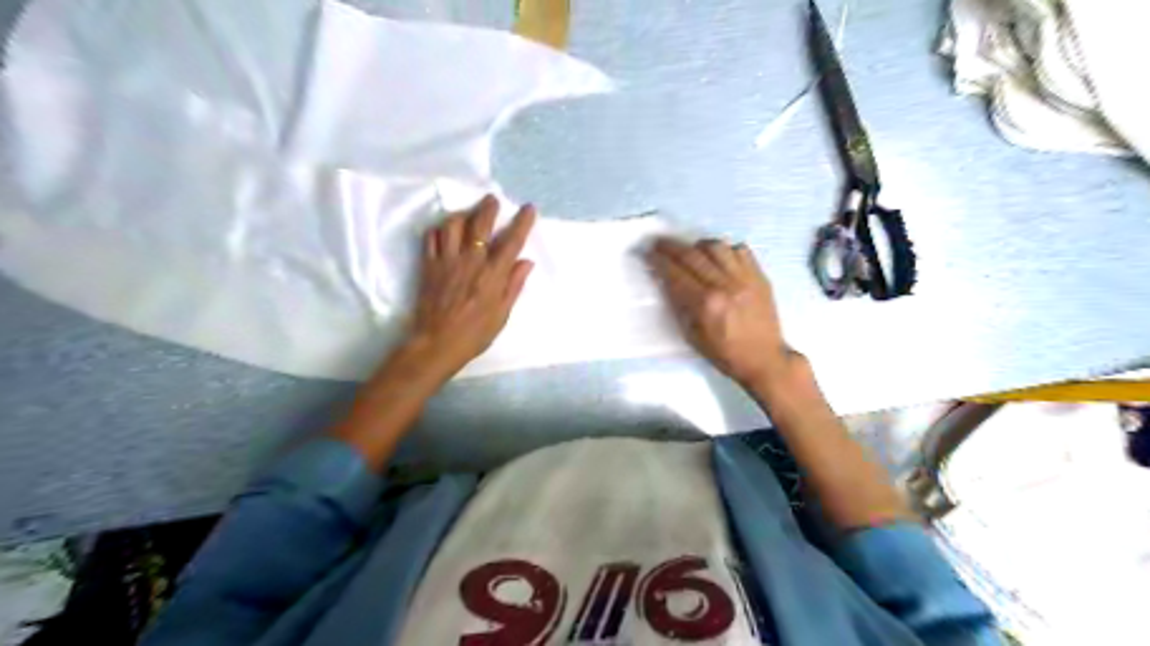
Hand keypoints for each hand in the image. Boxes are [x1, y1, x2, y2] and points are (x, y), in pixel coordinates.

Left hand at [406, 194, 537, 380]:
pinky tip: (444, 231)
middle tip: (492, 199)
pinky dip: (438, 229)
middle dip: (488, 207)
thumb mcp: (502, 314)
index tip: (528, 208)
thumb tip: (526, 261)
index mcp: (493, 274)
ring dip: (462, 214)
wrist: (437, 343)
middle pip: (480, 223)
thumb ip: (514, 285)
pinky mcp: (428, 265)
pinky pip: (431, 237)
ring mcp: (447, 260)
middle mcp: (471, 261)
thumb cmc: (475, 333)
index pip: (512, 241)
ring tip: (467, 214)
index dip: (522, 222)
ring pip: (453, 224)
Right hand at [650, 235, 800, 388]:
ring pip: (717, 247)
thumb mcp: (693, 336)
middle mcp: (725, 286)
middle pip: (692, 256)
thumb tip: (667, 283)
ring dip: (698, 245)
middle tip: (660, 244)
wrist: (764, 359)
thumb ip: (680, 307)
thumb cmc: (725, 354)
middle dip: (672, 247)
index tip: (648, 254)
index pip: (676, 274)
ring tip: (691, 250)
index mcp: (706, 304)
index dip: (659, 262)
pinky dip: (726, 250)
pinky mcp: (759, 276)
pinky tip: (719, 258)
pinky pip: (741, 250)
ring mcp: (745, 278)